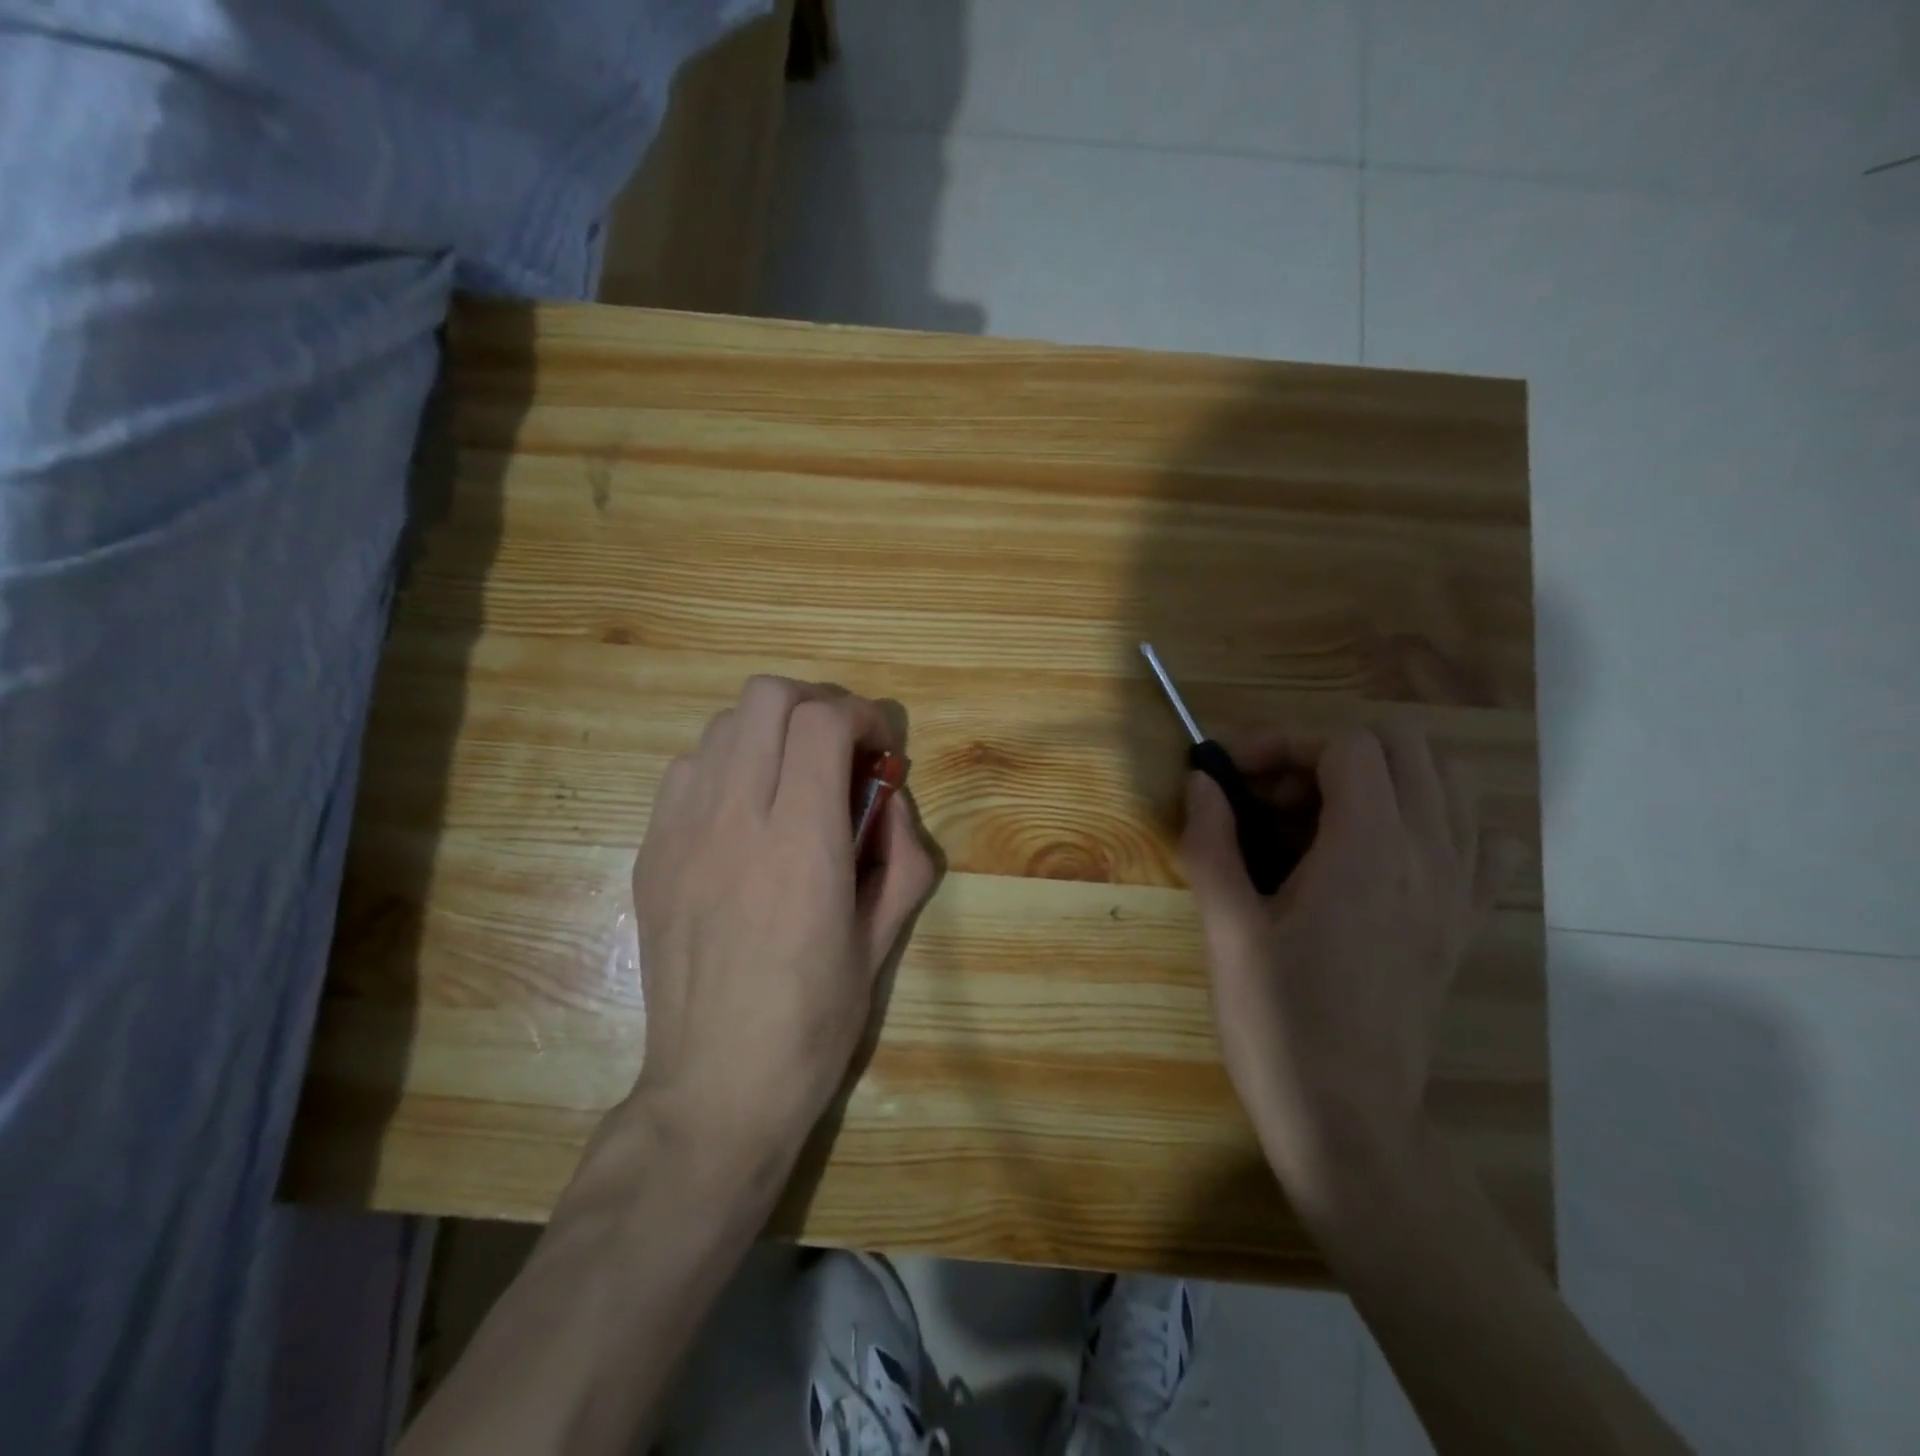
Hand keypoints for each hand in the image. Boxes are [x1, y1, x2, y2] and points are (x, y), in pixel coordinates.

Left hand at [625, 676, 936, 1170]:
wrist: (716, 1085)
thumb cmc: (814, 1020)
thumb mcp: (884, 938)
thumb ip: (902, 854)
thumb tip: (888, 799)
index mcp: (802, 844)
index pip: (822, 721)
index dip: (861, 715)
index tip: (878, 748)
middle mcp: (735, 820)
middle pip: (765, 698)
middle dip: (815, 704)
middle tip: (839, 749)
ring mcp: (681, 832)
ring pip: (722, 726)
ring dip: (769, 733)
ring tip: (791, 779)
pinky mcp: (651, 852)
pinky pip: (687, 770)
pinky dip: (727, 765)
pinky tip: (744, 813)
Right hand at [1181, 721, 1512, 1220]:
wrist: (1346, 1118)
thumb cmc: (1276, 1023)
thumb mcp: (1225, 930)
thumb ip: (1211, 841)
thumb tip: (1200, 780)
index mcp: (1368, 852)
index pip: (1347, 745)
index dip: (1283, 744)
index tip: (1234, 778)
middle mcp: (1430, 856)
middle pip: (1406, 746)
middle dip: (1330, 752)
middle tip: (1275, 798)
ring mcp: (1460, 889)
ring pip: (1449, 781)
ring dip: (1381, 777)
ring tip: (1321, 817)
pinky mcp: (1467, 921)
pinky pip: (1482, 839)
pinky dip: (1438, 819)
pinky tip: (1388, 850)